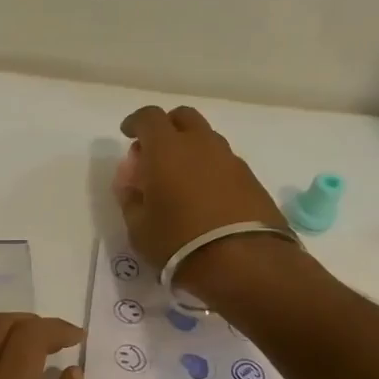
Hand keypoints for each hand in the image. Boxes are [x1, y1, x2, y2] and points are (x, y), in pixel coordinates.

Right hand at [116, 105, 286, 276]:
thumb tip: (132, 185)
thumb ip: (131, 199)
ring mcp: (229, 159)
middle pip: (183, 117)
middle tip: (154, 152)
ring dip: (189, 148)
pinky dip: (208, 168)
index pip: (148, 117)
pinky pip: (222, 161)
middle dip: (166, 127)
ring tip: (179, 178)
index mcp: (166, 149)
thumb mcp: (138, 228)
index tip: (127, 134)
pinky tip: (202, 194)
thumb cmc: (178, 242)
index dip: (135, 122)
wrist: (244, 261)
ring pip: (206, 138)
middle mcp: (200, 144)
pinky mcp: (250, 178)